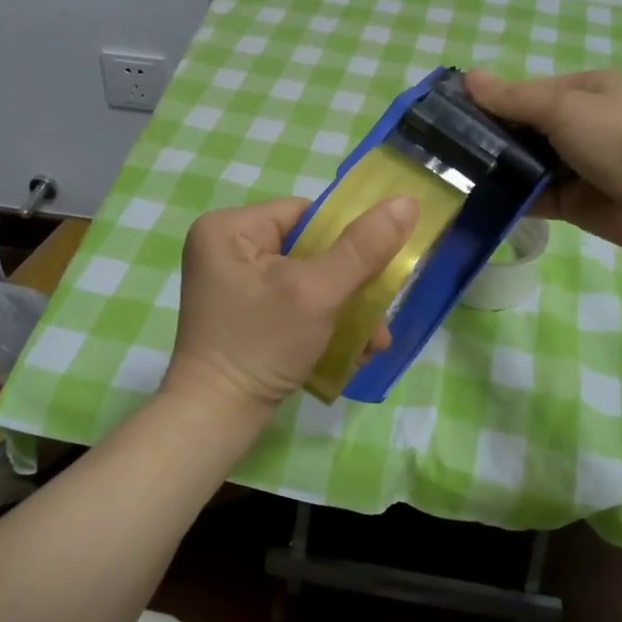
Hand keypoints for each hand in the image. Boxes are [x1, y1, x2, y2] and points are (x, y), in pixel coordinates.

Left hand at [165, 195, 418, 411]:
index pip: (306, 215)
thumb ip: (363, 248)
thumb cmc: (261, 345)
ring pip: (306, 280)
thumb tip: (407, 200)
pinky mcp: (242, 314)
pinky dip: (322, 322)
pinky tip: (351, 350)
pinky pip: (292, 303)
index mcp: (230, 228)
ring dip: (344, 309)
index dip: (346, 240)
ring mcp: (232, 284)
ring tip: (373, 342)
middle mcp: (225, 248)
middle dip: (351, 285)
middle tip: (380, 316)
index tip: (377, 271)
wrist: (214, 420)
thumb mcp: (318, 292)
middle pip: (310, 249)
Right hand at [465, 68, 621, 259]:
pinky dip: (511, 197)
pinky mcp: (574, 201)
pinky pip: (535, 195)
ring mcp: (578, 164)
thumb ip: (513, 98)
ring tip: (453, 174)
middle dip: (491, 137)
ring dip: (498, 168)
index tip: (453, 112)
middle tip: (444, 147)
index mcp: (586, 90)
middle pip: (526, 128)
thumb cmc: (619, 139)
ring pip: (527, 163)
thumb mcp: (563, 108)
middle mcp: (582, 124)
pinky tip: (477, 199)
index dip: (493, 100)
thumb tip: (468, 77)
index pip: (529, 91)